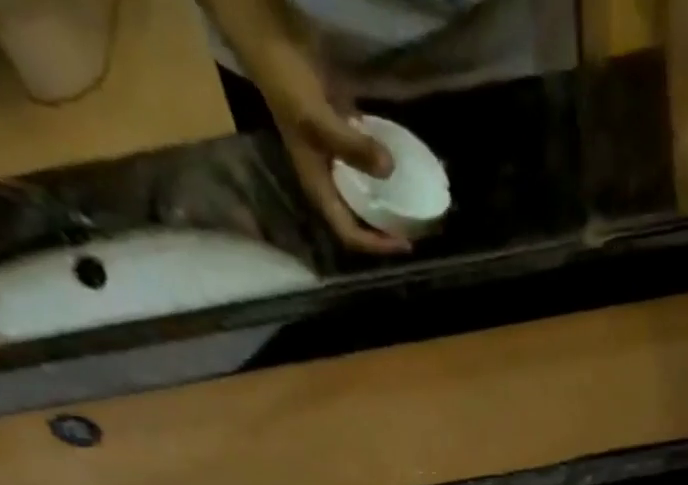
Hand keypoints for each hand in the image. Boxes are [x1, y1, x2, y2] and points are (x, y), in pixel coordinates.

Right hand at [230, 17, 409, 254]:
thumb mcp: (318, 118)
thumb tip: (389, 169)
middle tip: (416, 229)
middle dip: (385, 230)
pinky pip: (368, 159)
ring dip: (388, 200)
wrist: (271, 37)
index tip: (405, 242)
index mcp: (318, 187)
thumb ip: (352, 146)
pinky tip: (406, 165)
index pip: (349, 233)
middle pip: (359, 220)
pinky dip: (386, 166)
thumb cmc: (287, 83)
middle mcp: (328, 179)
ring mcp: (335, 157)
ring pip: (366, 192)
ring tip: (416, 204)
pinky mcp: (343, 134)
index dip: (376, 244)